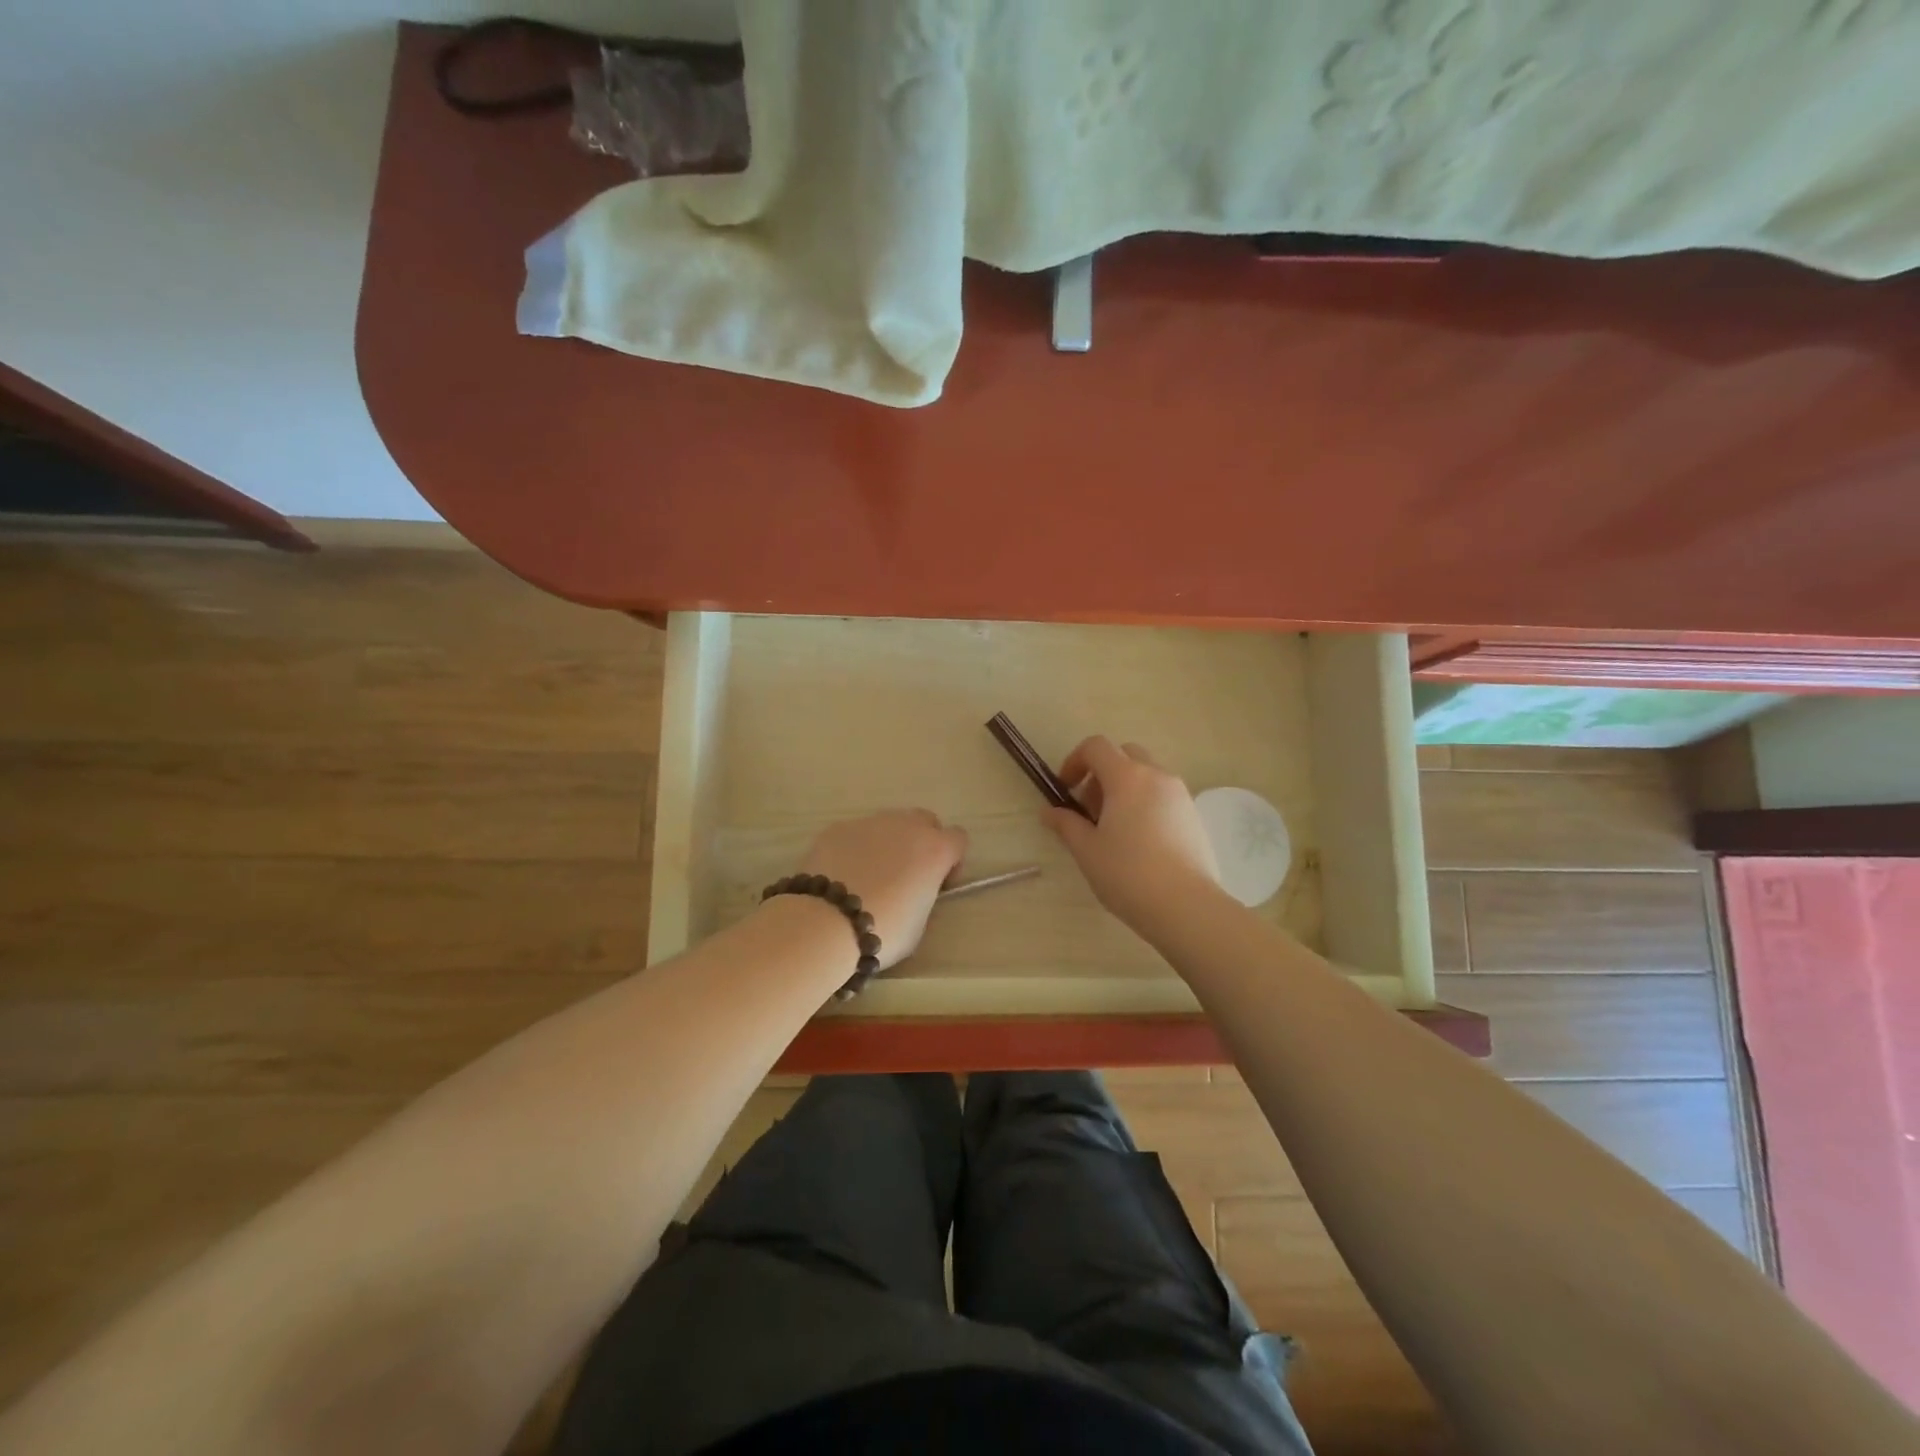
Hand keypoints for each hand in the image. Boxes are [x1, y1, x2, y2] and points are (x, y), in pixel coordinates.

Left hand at [795, 810, 968, 969]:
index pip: (958, 839)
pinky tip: (843, 875)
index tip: (938, 883)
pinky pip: (857, 833)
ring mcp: (870, 823)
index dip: (952, 861)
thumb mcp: (920, 923)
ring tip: (870, 875)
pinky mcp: (838, 828)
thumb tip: (916, 890)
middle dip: (922, 841)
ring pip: (889, 823)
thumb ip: (925, 896)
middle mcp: (906, 826)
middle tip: (908, 874)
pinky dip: (856, 848)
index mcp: (934, 850)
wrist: (825, 923)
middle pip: (925, 820)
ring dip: (889, 843)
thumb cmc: (883, 930)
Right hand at [1043, 736, 1219, 929]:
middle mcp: (1156, 776)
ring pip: (1146, 775)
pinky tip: (1140, 842)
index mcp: (1126, 777)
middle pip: (1124, 755)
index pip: (1096, 747)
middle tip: (1091, 810)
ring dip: (1124, 789)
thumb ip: (1066, 824)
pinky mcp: (1193, 815)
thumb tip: (1049, 812)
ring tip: (1114, 829)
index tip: (1066, 790)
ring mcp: (1180, 794)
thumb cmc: (1128, 874)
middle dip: (1102, 773)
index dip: (1074, 761)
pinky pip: (1163, 795)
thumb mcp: (1087, 850)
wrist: (1186, 906)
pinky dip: (1145, 803)